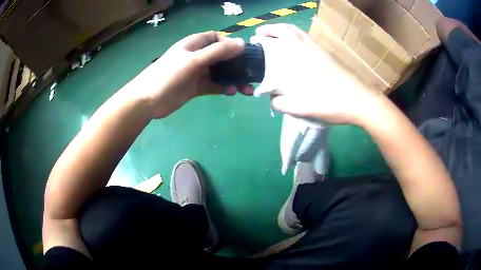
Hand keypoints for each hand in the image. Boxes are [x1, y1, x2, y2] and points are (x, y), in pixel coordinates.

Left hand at [128, 31, 253, 118]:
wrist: (148, 101)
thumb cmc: (168, 76)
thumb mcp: (193, 60)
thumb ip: (217, 52)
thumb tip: (242, 44)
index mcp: (195, 44)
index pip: (216, 38)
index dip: (230, 43)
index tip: (243, 53)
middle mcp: (197, 56)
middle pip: (222, 56)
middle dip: (237, 64)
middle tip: (252, 74)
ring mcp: (197, 72)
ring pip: (220, 72)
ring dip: (234, 78)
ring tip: (247, 89)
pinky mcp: (196, 86)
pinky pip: (214, 85)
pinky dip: (224, 88)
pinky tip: (231, 92)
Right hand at [254, 24, 378, 124]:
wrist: (360, 101)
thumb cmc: (331, 103)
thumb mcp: (303, 109)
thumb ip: (282, 104)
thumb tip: (272, 100)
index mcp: (301, 56)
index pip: (280, 36)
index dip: (267, 33)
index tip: (256, 36)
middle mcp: (309, 47)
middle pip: (290, 29)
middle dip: (274, 28)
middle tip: (263, 34)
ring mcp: (320, 50)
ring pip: (300, 33)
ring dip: (286, 31)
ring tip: (277, 38)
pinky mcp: (328, 55)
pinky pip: (308, 40)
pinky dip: (297, 38)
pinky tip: (296, 50)